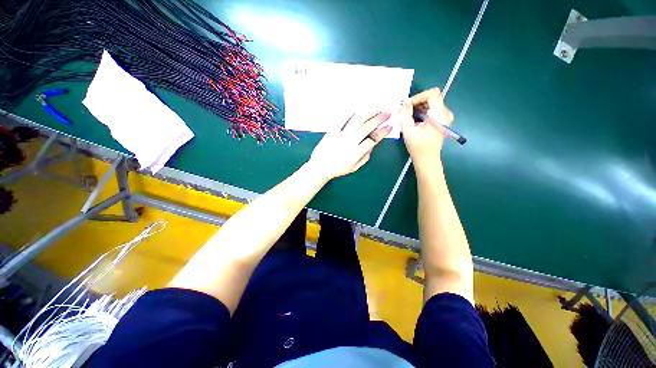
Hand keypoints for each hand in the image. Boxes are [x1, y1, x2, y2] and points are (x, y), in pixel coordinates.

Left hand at [307, 112, 391, 179]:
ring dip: (369, 113)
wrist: (320, 167)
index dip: (383, 132)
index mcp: (356, 152)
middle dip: (380, 119)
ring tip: (376, 109)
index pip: (374, 139)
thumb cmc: (337, 169)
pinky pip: (342, 119)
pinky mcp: (332, 130)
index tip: (389, 127)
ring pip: (357, 120)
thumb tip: (372, 146)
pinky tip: (358, 111)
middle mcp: (350, 141)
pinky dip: (351, 113)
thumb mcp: (353, 168)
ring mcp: (341, 135)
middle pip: (368, 126)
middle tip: (387, 114)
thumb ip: (364, 157)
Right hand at [399, 88, 453, 171]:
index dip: (418, 96)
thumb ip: (405, 114)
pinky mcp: (442, 121)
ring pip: (431, 103)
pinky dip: (422, 112)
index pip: (432, 94)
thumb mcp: (408, 130)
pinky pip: (432, 110)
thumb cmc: (418, 147)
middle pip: (432, 98)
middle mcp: (445, 113)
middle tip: (406, 111)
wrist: (427, 159)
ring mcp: (445, 117)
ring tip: (409, 117)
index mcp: (439, 115)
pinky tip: (415, 121)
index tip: (408, 105)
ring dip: (419, 107)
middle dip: (417, 102)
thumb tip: (405, 103)